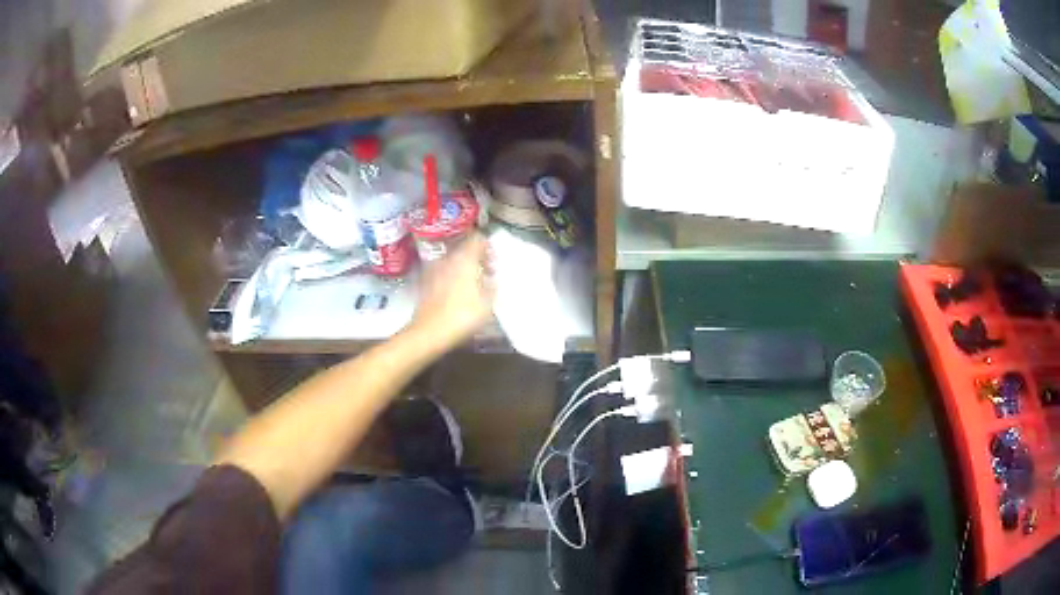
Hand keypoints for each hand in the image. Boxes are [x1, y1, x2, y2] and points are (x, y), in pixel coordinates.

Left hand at [408, 234, 494, 350]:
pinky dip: (452, 277)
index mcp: (464, 259)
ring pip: (453, 261)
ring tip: (472, 286)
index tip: (493, 262)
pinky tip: (456, 294)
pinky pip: (443, 273)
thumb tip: (491, 278)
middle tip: (487, 274)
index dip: (488, 247)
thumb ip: (492, 286)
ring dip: (464, 269)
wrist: (429, 332)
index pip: (477, 239)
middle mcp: (448, 259)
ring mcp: (434, 270)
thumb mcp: (487, 304)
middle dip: (477, 259)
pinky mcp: (425, 282)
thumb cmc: (462, 316)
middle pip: (464, 249)